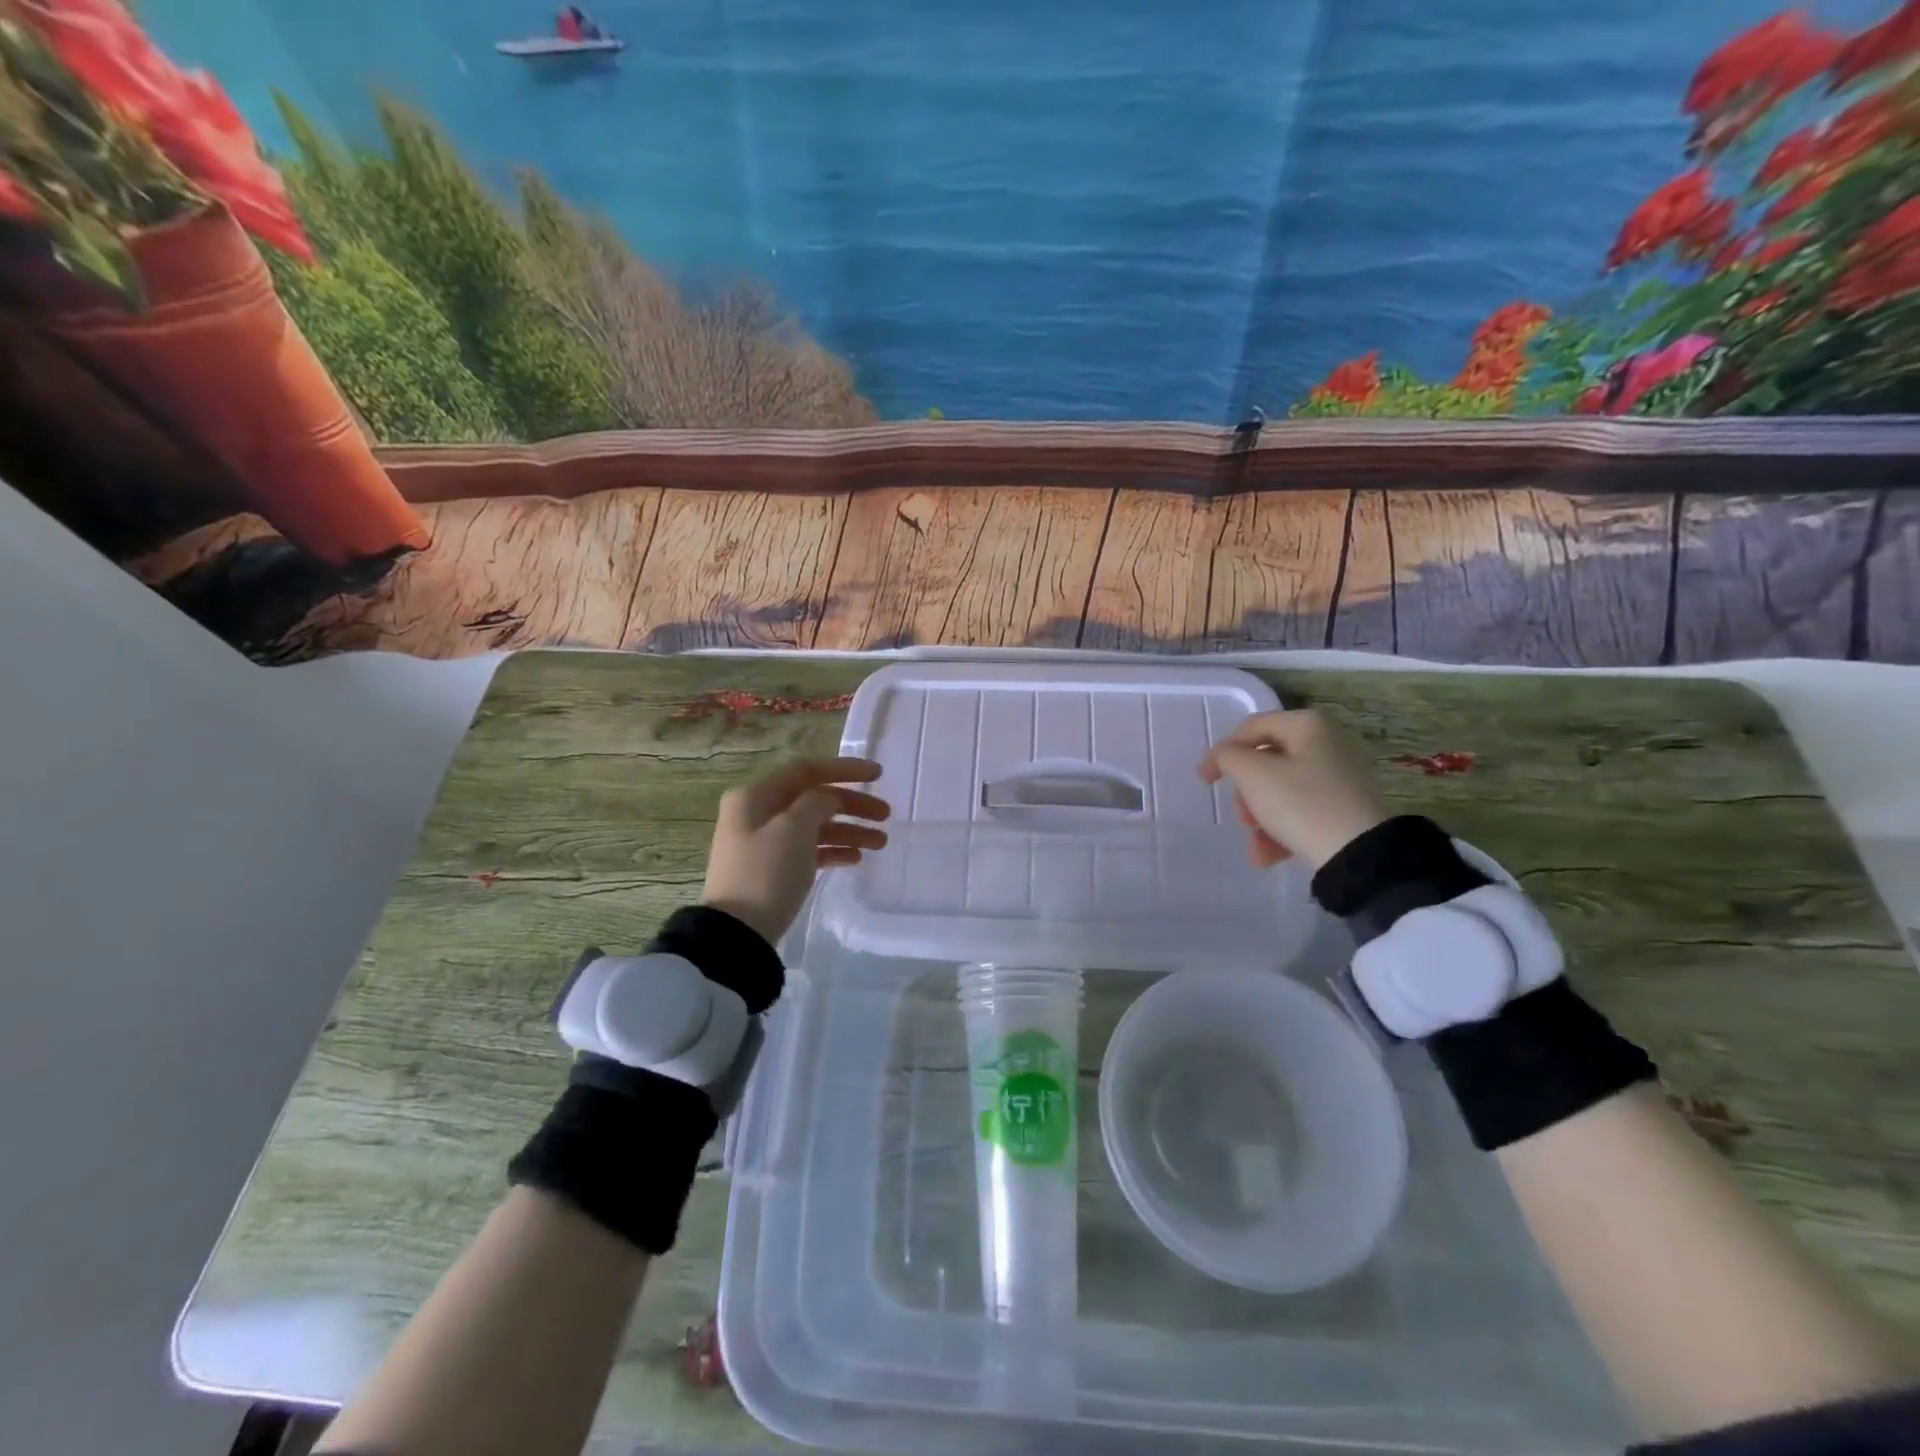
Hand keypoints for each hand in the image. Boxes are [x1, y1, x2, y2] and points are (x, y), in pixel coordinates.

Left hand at [700, 757, 889, 944]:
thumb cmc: (766, 872)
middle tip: (886, 815)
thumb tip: (828, 799)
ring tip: (881, 843)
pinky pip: (809, 850)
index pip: (807, 769)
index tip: (879, 775)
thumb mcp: (794, 828)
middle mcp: (757, 812)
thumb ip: (818, 802)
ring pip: (815, 826)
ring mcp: (764, 842)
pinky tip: (856, 859)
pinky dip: (833, 850)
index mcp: (756, 795)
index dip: (845, 768)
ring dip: (849, 830)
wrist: (737, 933)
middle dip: (852, 804)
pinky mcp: (772, 869)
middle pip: (814, 798)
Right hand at [1198, 708, 1388, 870]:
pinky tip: (1269, 856)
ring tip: (1257, 848)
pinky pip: (1302, 810)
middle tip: (1242, 818)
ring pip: (1281, 790)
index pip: (1250, 728)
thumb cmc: (1301, 804)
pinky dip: (1281, 830)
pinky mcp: (1346, 806)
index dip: (1221, 753)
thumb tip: (1225, 757)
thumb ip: (1228, 756)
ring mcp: (1340, 776)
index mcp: (1307, 724)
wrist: (1360, 855)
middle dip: (1246, 794)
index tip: (1205, 781)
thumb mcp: (1253, 775)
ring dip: (1260, 818)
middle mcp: (1327, 742)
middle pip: (1266, 762)